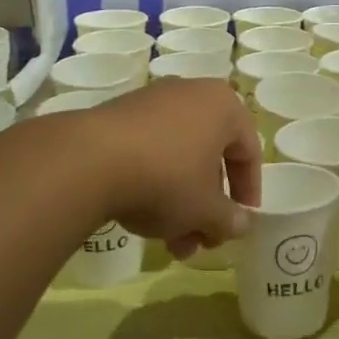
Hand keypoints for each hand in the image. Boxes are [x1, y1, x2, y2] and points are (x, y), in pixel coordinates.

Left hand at [85, 78, 262, 257]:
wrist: (90, 160)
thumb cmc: (167, 178)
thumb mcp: (206, 209)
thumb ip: (230, 219)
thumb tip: (241, 224)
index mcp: (223, 106)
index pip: (248, 151)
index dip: (248, 191)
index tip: (240, 221)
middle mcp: (190, 94)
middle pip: (210, 156)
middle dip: (208, 204)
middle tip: (202, 240)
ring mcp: (152, 102)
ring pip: (179, 157)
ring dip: (181, 202)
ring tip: (171, 245)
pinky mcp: (119, 114)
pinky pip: (150, 149)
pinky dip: (154, 182)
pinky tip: (142, 218)